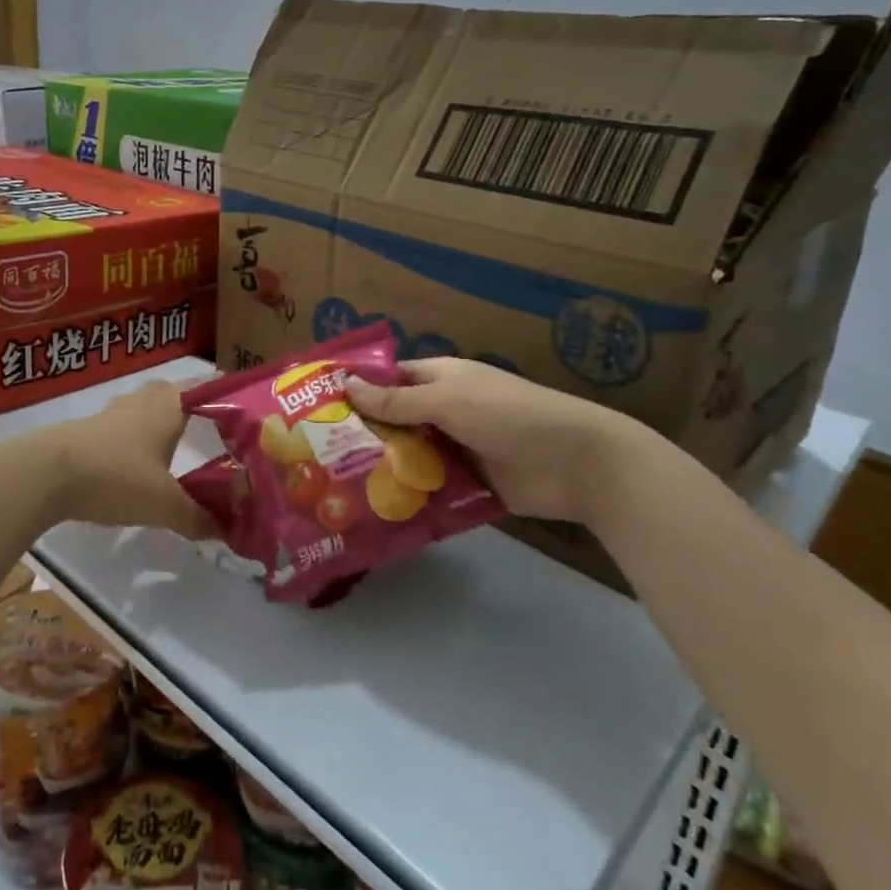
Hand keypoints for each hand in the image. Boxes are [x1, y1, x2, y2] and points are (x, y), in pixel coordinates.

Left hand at [36, 380, 214, 538]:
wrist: (46, 473)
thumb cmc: (116, 476)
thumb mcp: (163, 505)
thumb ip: (197, 517)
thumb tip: (227, 531)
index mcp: (168, 408)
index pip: (204, 388)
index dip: (223, 394)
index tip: (242, 406)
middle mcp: (142, 402)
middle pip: (171, 392)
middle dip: (189, 404)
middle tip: (207, 426)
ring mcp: (111, 414)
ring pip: (142, 407)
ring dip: (157, 420)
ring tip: (172, 444)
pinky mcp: (87, 431)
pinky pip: (120, 426)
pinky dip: (133, 438)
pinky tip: (135, 461)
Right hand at [345, 358, 649, 521]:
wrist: (577, 463)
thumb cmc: (509, 415)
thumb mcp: (449, 401)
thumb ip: (397, 399)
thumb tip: (345, 383)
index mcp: (440, 379)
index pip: (389, 379)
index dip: (357, 389)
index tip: (316, 407)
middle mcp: (444, 411)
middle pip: (393, 421)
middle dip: (360, 435)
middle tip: (313, 455)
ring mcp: (455, 448)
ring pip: (407, 456)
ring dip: (380, 469)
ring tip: (331, 488)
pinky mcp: (466, 483)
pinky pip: (428, 487)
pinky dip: (407, 496)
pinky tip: (371, 510)